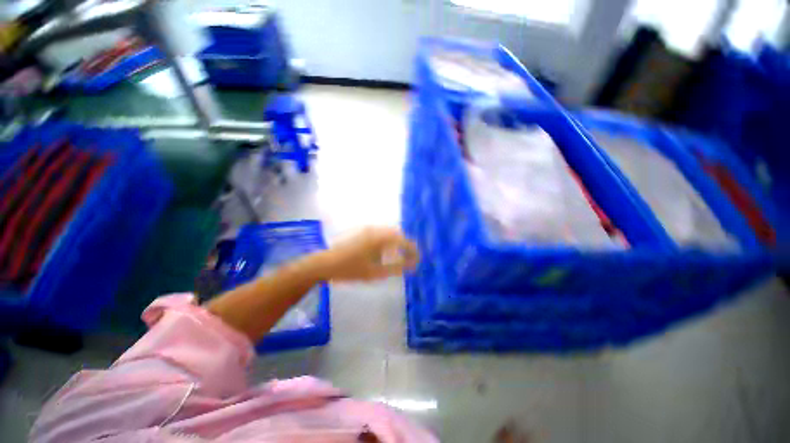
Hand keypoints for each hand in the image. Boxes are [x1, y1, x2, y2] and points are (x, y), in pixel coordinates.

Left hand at [315, 227, 418, 281]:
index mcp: (380, 238)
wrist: (326, 264)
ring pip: (389, 233)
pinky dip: (387, 242)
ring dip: (396, 243)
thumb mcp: (376, 272)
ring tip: (398, 257)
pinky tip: (384, 253)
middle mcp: (376, 230)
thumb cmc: (351, 269)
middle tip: (409, 259)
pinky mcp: (363, 232)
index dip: (412, 249)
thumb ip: (397, 267)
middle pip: (397, 234)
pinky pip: (381, 234)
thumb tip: (413, 264)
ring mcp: (368, 230)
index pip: (403, 240)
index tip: (418, 259)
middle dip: (405, 246)